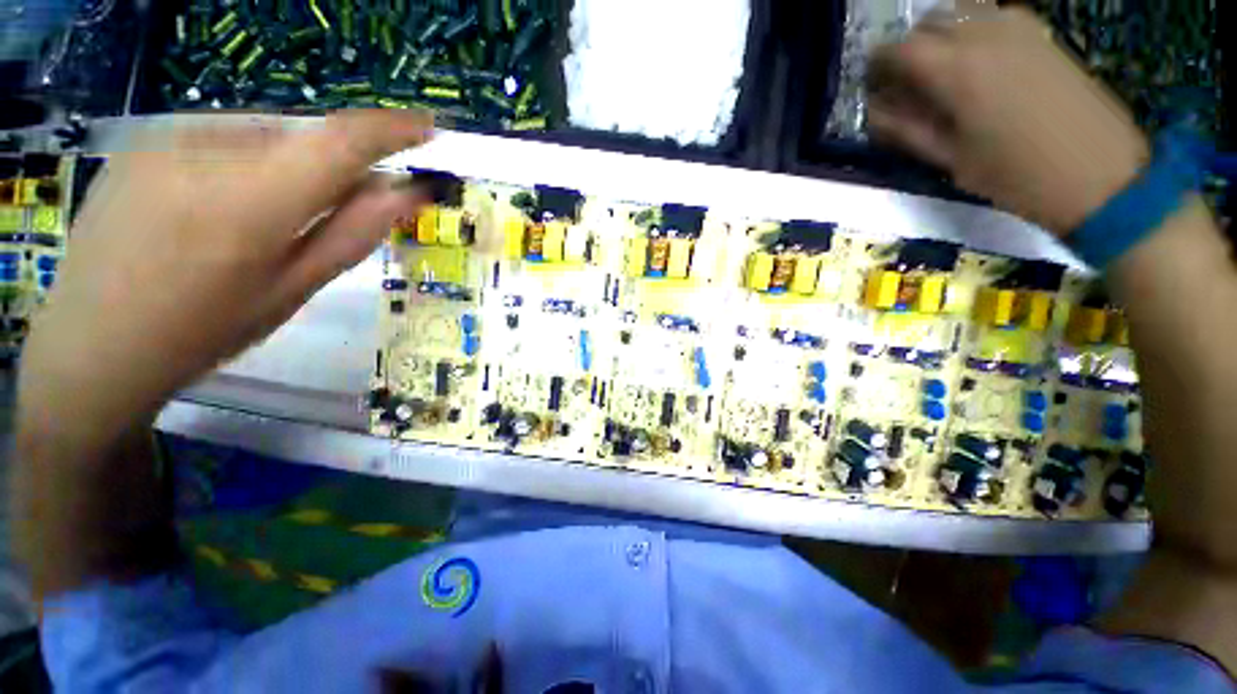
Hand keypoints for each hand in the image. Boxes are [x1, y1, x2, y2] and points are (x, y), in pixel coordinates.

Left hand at [18, 110, 432, 453]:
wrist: (92, 343)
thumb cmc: (204, 331)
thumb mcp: (293, 290)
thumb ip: (351, 233)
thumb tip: (404, 193)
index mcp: (250, 206)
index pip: (338, 143)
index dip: (389, 129)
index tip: (427, 126)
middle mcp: (204, 153)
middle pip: (303, 139)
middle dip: (336, 167)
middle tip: (339, 209)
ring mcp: (164, 139)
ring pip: (264, 138)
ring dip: (289, 167)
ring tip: (265, 221)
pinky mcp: (143, 140)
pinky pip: (222, 139)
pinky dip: (247, 164)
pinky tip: (221, 208)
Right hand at [868, 7, 1149, 235]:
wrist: (1102, 175)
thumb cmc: (1018, 177)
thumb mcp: (951, 161)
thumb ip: (909, 130)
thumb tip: (876, 113)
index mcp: (956, 70)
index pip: (898, 50)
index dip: (877, 66)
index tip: (873, 87)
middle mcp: (984, 35)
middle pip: (929, 22)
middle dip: (908, 47)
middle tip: (903, 80)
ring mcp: (1018, 29)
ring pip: (962, 11)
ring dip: (940, 34)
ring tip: (938, 68)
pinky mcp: (1042, 34)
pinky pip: (994, 14)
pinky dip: (973, 28)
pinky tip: (976, 57)